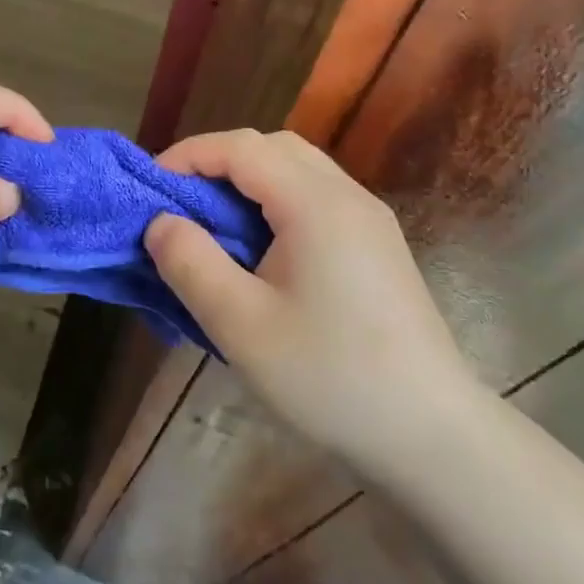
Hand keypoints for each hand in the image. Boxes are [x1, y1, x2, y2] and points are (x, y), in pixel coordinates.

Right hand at [144, 129, 482, 469]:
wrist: (433, 436)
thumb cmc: (330, 377)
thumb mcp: (240, 325)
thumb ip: (190, 263)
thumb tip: (160, 223)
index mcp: (315, 203)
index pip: (241, 147)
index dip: (188, 155)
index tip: (150, 187)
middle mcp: (347, 195)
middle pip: (272, 147)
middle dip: (217, 162)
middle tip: (181, 203)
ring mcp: (369, 219)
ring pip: (297, 169)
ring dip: (248, 181)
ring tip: (215, 224)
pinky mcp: (378, 246)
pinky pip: (316, 198)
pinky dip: (276, 201)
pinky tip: (262, 249)